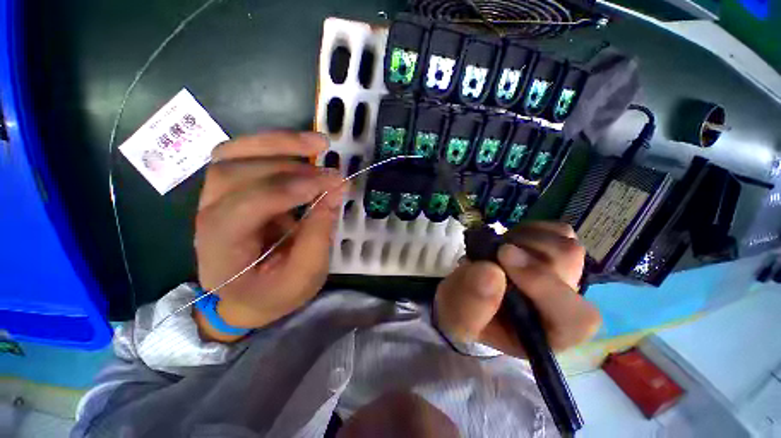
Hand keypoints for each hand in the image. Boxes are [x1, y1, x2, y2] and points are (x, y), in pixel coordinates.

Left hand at [193, 131, 343, 339]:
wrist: (246, 297)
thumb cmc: (274, 293)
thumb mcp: (304, 276)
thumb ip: (318, 236)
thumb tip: (334, 192)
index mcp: (222, 248)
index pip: (248, 205)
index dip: (292, 189)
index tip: (333, 183)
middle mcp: (208, 215)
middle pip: (234, 169)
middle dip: (288, 162)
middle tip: (330, 165)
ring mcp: (213, 198)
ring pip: (233, 153)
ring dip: (278, 144)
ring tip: (317, 144)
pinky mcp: (229, 189)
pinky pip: (241, 154)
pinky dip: (272, 146)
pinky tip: (300, 149)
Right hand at [435, 222, 600, 356]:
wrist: (465, 295)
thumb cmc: (464, 313)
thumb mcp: (457, 319)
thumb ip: (471, 304)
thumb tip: (490, 270)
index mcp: (546, 334)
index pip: (573, 317)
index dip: (544, 285)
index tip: (503, 256)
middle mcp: (564, 307)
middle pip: (569, 267)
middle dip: (523, 252)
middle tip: (492, 254)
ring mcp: (563, 278)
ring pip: (566, 246)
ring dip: (524, 241)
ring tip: (497, 251)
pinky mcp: (556, 255)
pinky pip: (558, 232)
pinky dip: (531, 231)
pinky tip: (510, 242)